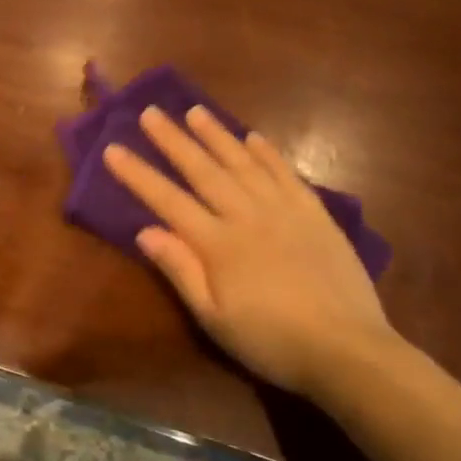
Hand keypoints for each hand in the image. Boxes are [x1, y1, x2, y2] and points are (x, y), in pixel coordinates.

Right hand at [103, 106, 398, 398]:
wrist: (347, 350)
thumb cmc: (270, 341)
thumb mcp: (214, 318)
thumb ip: (180, 270)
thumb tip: (144, 230)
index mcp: (217, 244)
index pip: (168, 200)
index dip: (138, 174)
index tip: (113, 148)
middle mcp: (247, 215)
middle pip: (203, 170)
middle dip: (173, 140)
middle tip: (151, 112)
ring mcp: (284, 210)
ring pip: (243, 163)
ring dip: (216, 135)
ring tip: (195, 111)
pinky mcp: (316, 214)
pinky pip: (286, 173)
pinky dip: (268, 153)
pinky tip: (253, 137)